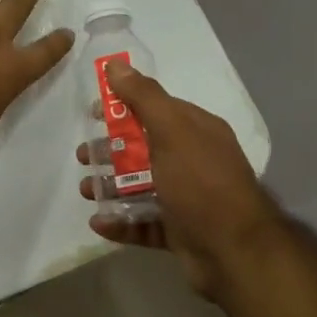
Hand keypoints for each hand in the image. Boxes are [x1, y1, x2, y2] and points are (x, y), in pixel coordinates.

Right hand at [77, 61, 284, 297]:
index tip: (92, 114)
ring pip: (140, 187)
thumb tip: (115, 65)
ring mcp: (186, 198)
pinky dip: (120, 222)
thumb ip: (144, 98)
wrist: (234, 251)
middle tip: (83, 157)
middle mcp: (193, 161)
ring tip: (86, 191)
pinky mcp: (179, 231)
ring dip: (110, 186)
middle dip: (110, 150)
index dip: (123, 107)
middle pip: (144, 149)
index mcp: (196, 132)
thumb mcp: (172, 131)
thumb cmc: (201, 183)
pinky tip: (98, 223)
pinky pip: (143, 222)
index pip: (155, 109)